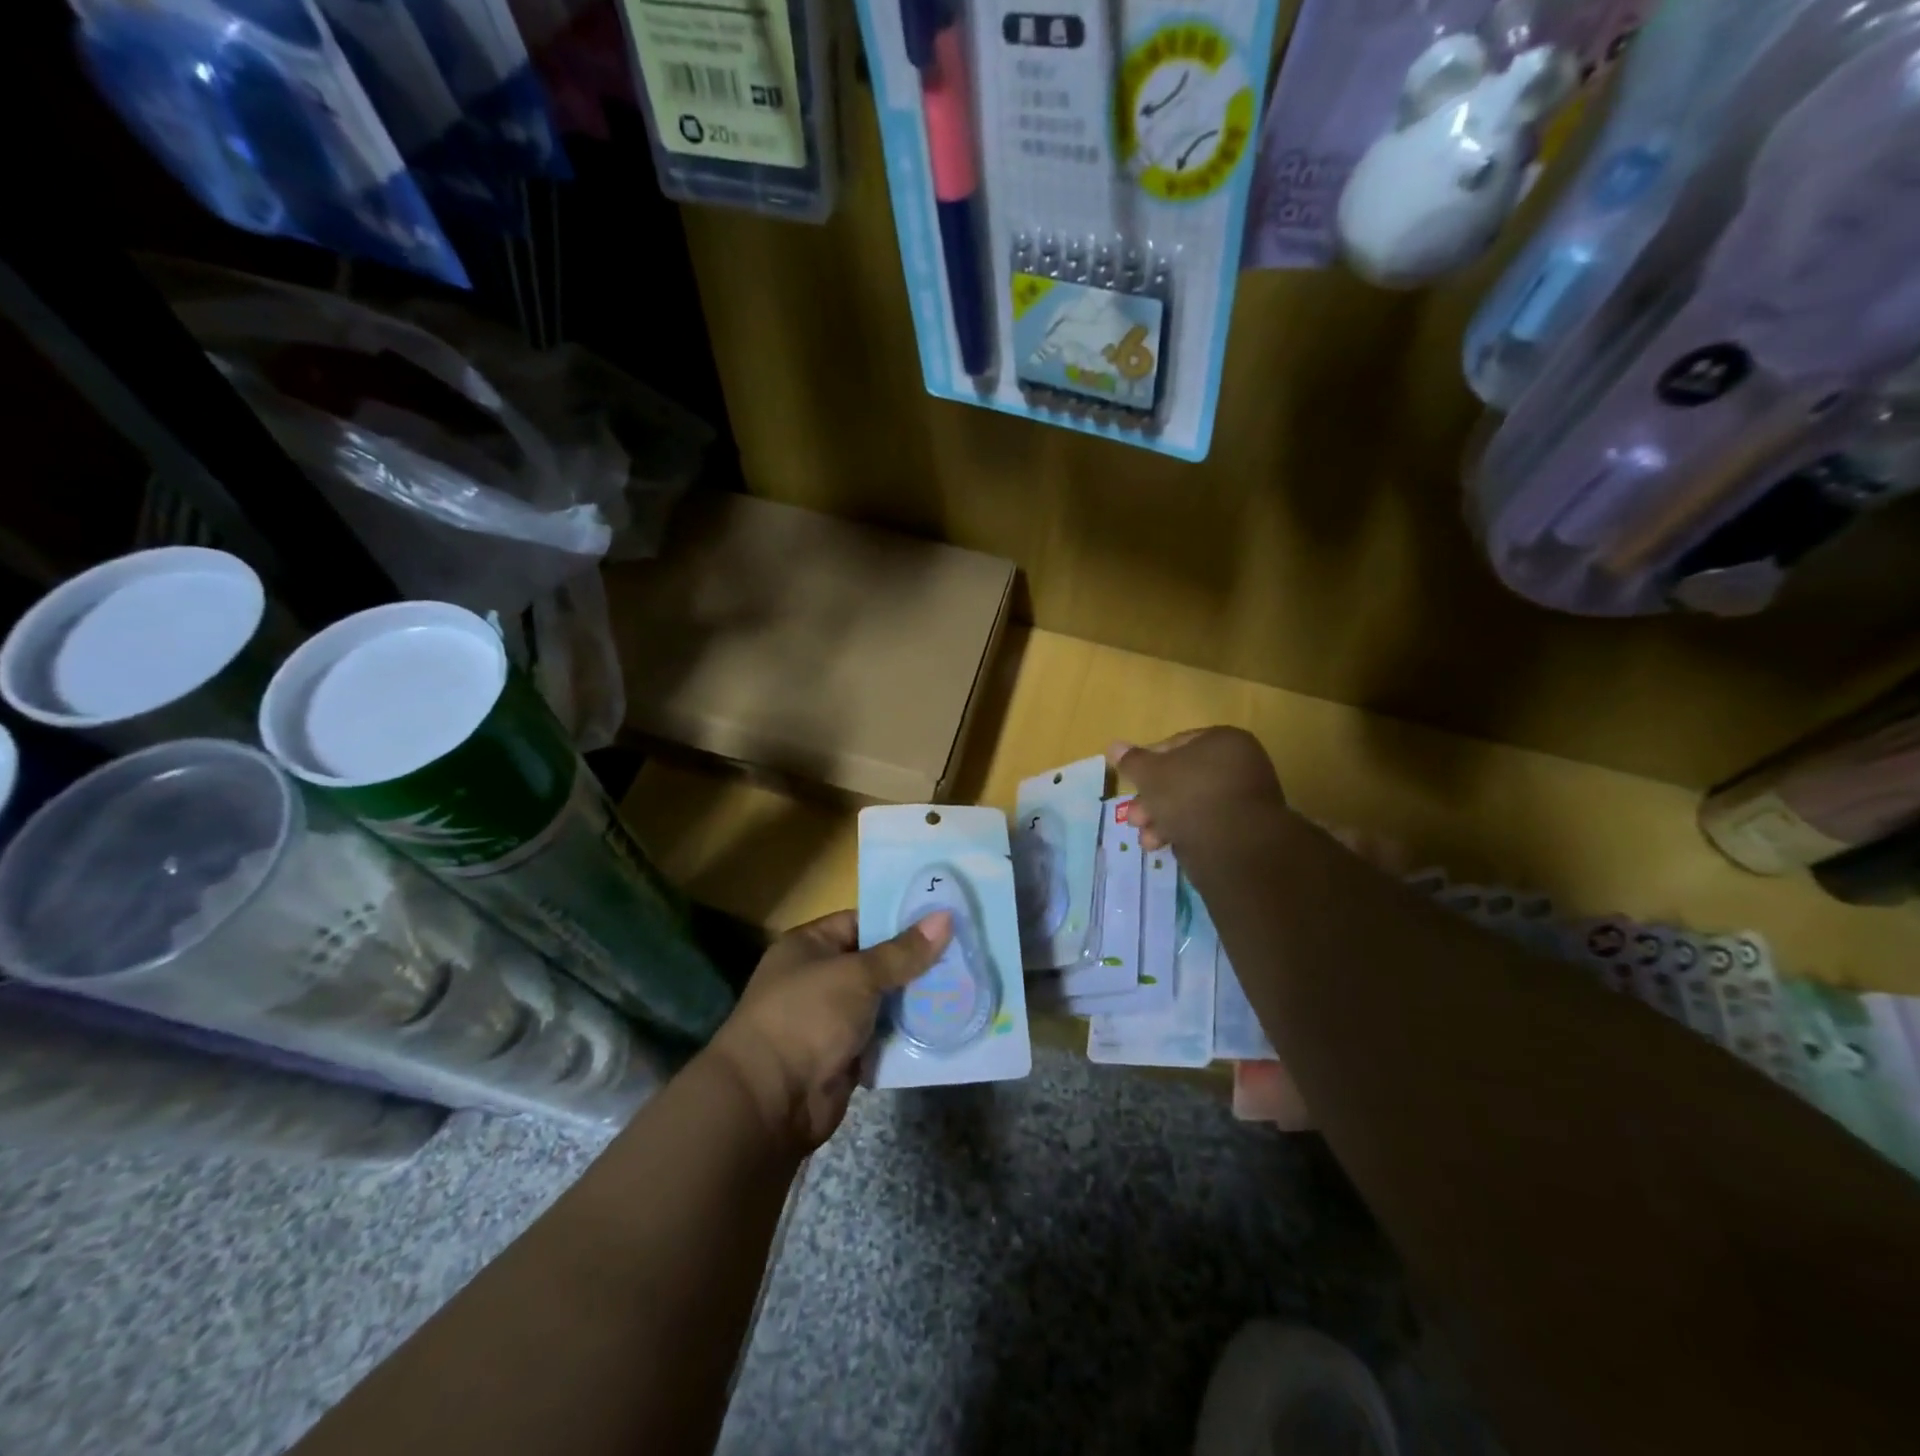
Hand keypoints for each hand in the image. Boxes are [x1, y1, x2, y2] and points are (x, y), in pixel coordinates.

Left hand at [706, 909, 951, 1150]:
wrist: (770, 1101)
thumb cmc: (807, 1017)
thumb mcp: (858, 975)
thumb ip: (903, 952)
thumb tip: (945, 916)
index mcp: (810, 946)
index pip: (861, 921)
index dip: (900, 920)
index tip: (944, 919)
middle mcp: (819, 977)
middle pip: (876, 963)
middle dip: (915, 963)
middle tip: (965, 953)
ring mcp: (831, 1019)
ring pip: (883, 1002)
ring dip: (915, 1000)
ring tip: (965, 985)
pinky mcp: (844, 1055)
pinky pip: (882, 1037)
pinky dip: (906, 1034)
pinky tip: (945, 1024)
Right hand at [1109, 727, 1287, 851]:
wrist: (1234, 847)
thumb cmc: (1189, 796)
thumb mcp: (1150, 774)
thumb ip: (1132, 760)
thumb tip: (1114, 746)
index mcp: (1222, 740)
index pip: (1175, 744)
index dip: (1147, 762)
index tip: (1131, 782)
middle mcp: (1241, 763)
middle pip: (1182, 778)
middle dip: (1152, 800)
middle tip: (1134, 817)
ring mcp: (1247, 798)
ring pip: (1192, 804)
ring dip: (1162, 820)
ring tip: (1147, 839)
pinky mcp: (1247, 829)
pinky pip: (1208, 824)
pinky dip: (1186, 832)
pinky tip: (1166, 846)